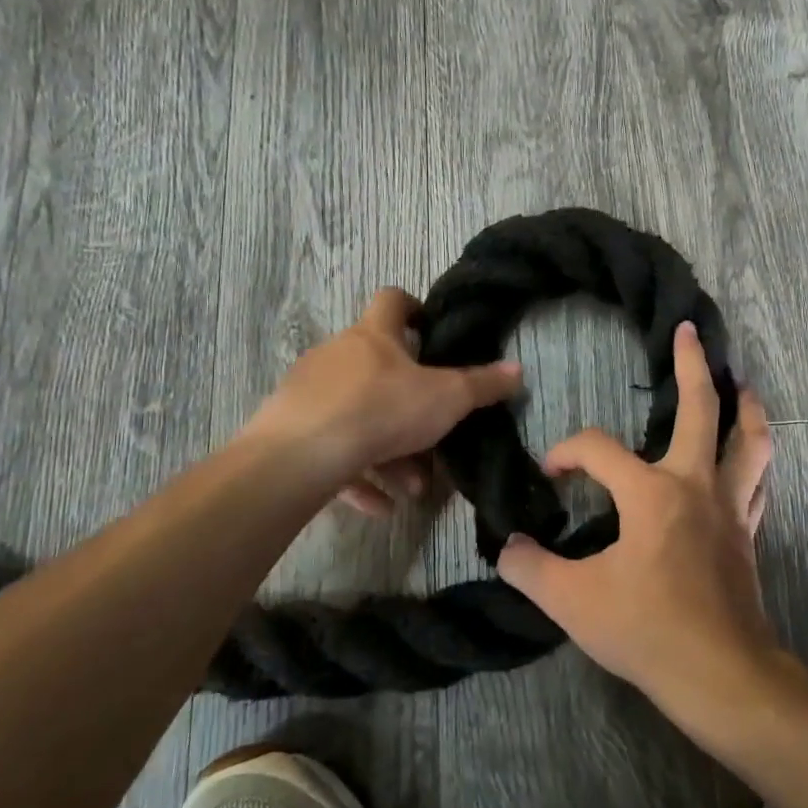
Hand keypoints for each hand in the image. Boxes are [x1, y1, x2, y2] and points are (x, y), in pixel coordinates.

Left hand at [247, 288, 522, 500]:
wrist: (301, 455)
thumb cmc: (381, 409)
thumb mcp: (446, 399)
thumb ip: (482, 386)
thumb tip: (517, 371)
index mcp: (374, 336)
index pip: (392, 301)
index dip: (413, 309)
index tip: (429, 330)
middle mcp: (338, 355)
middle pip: (379, 370)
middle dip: (409, 406)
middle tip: (432, 437)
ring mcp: (310, 392)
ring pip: (358, 417)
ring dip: (388, 451)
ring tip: (411, 488)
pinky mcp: (290, 431)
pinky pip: (332, 450)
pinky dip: (357, 474)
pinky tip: (379, 506)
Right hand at [496, 321, 775, 710]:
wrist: (722, 676)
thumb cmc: (647, 630)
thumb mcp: (572, 602)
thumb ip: (530, 569)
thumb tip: (507, 548)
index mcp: (651, 492)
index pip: (598, 449)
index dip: (567, 452)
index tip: (550, 474)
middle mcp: (695, 485)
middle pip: (701, 409)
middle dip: (693, 365)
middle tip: (688, 331)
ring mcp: (729, 508)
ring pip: (749, 441)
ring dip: (746, 407)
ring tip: (741, 383)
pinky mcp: (746, 534)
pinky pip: (757, 482)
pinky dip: (753, 458)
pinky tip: (746, 457)